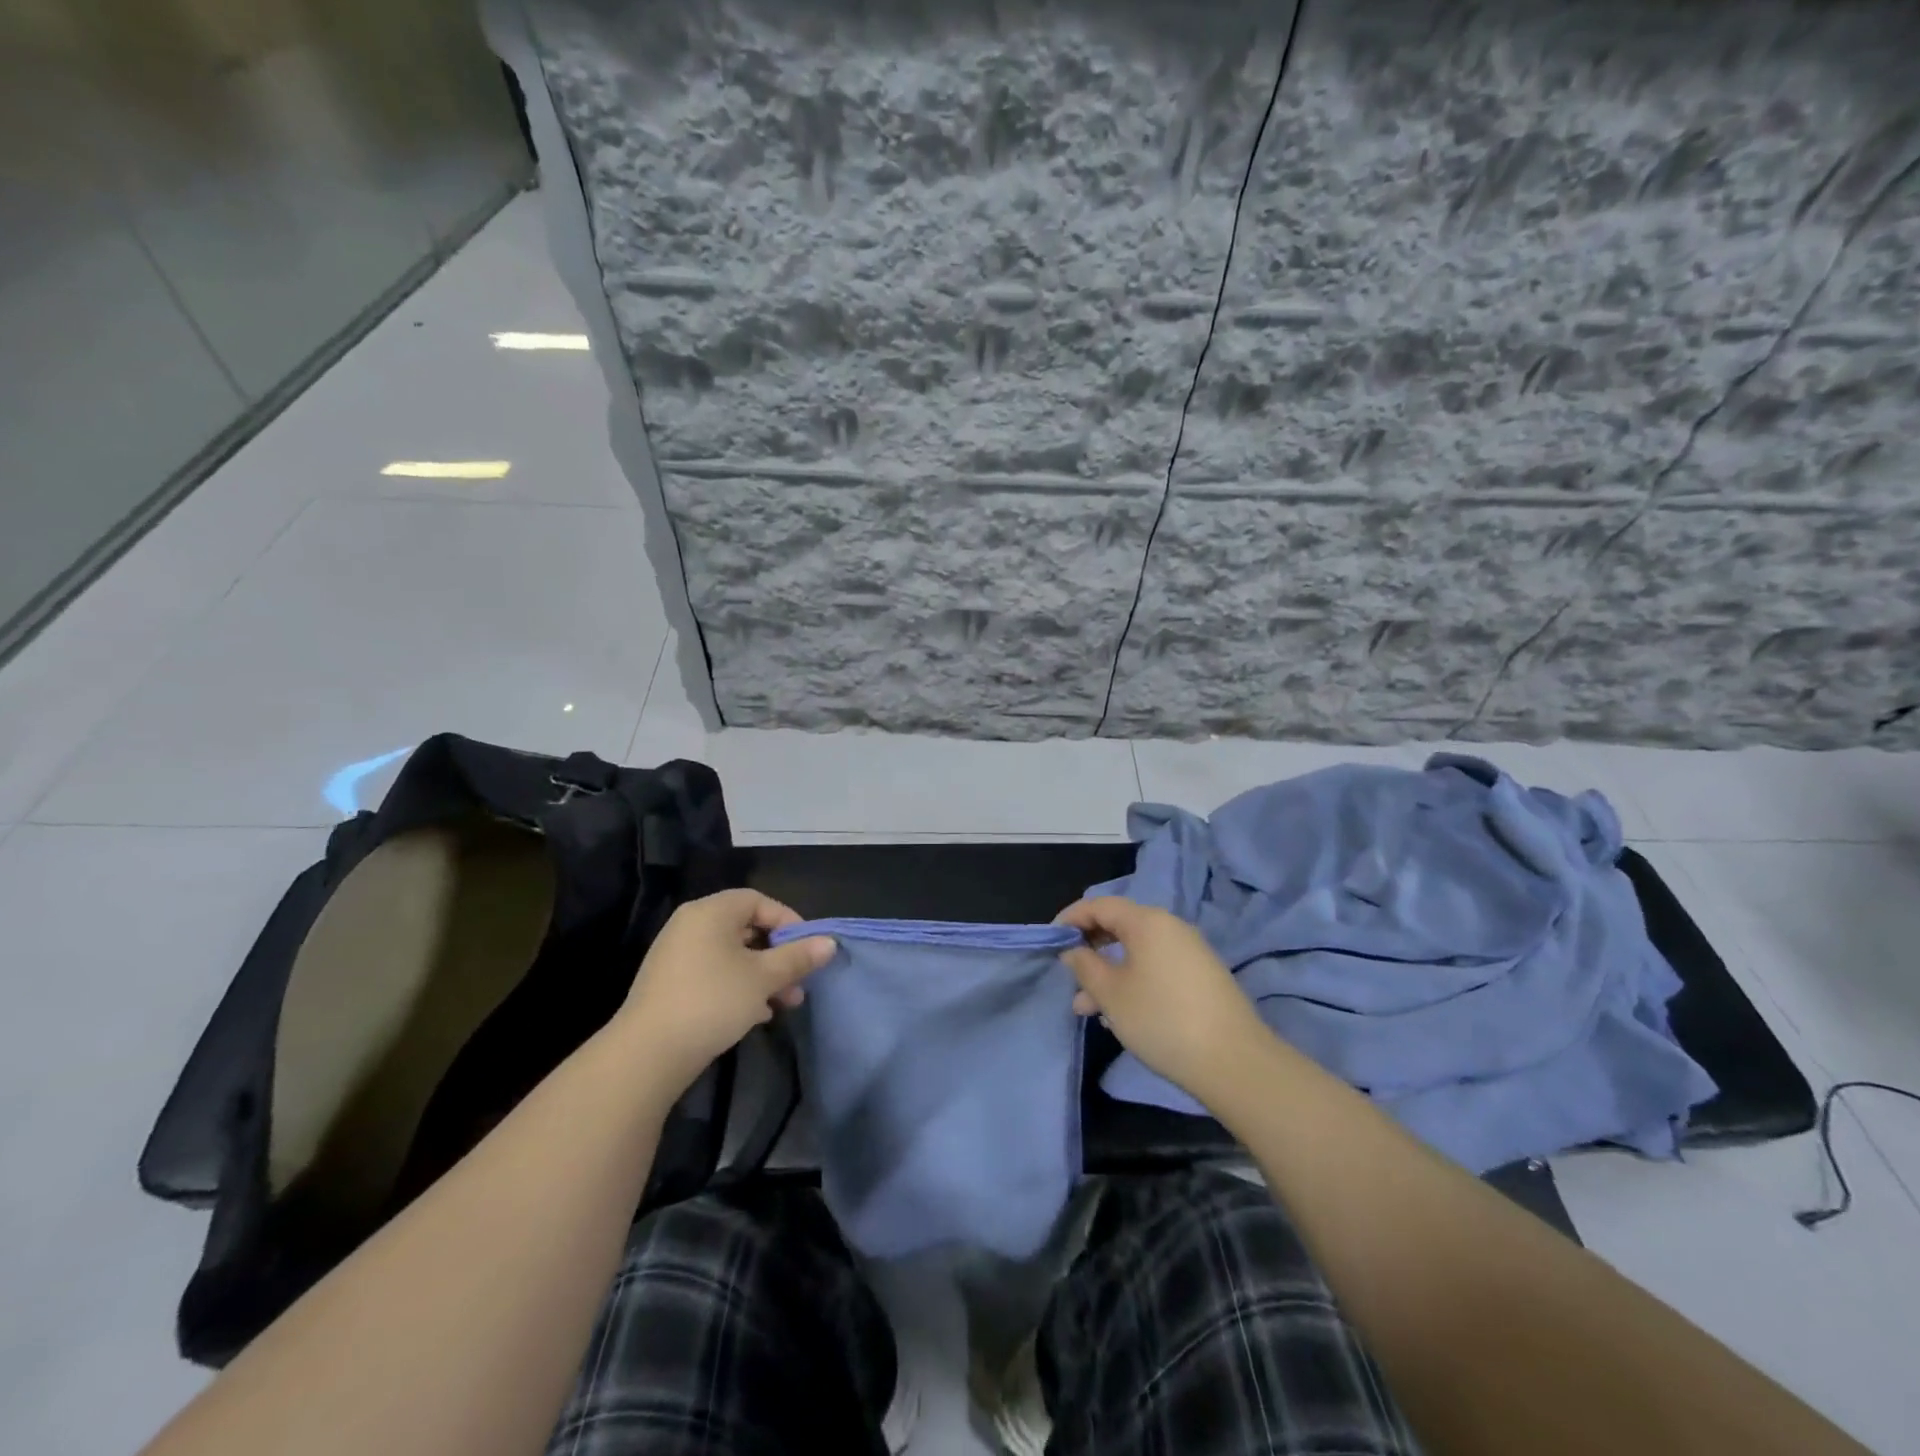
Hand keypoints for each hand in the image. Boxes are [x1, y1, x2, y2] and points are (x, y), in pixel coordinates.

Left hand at [616, 889, 835, 1094]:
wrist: (647, 1054)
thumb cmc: (713, 1001)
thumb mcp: (764, 978)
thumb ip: (798, 957)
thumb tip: (830, 943)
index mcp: (711, 912)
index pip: (758, 901)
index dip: (788, 920)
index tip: (808, 948)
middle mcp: (691, 925)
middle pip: (746, 928)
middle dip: (779, 955)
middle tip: (799, 981)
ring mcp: (677, 955)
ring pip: (732, 955)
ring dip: (763, 975)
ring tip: (784, 1003)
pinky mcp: (670, 984)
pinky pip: (714, 974)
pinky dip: (738, 986)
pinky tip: (756, 1014)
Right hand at [1057, 896, 1268, 1106]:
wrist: (1235, 1062)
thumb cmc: (1162, 1020)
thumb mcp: (1112, 994)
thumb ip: (1085, 966)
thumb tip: (1073, 950)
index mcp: (1148, 922)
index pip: (1100, 905)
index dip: (1071, 918)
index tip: (1050, 939)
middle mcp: (1171, 927)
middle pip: (1120, 926)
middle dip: (1090, 950)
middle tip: (1070, 977)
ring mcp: (1190, 952)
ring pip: (1137, 952)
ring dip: (1109, 973)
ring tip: (1089, 1010)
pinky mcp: (1203, 977)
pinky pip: (1157, 967)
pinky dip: (1133, 981)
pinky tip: (1122, 1014)